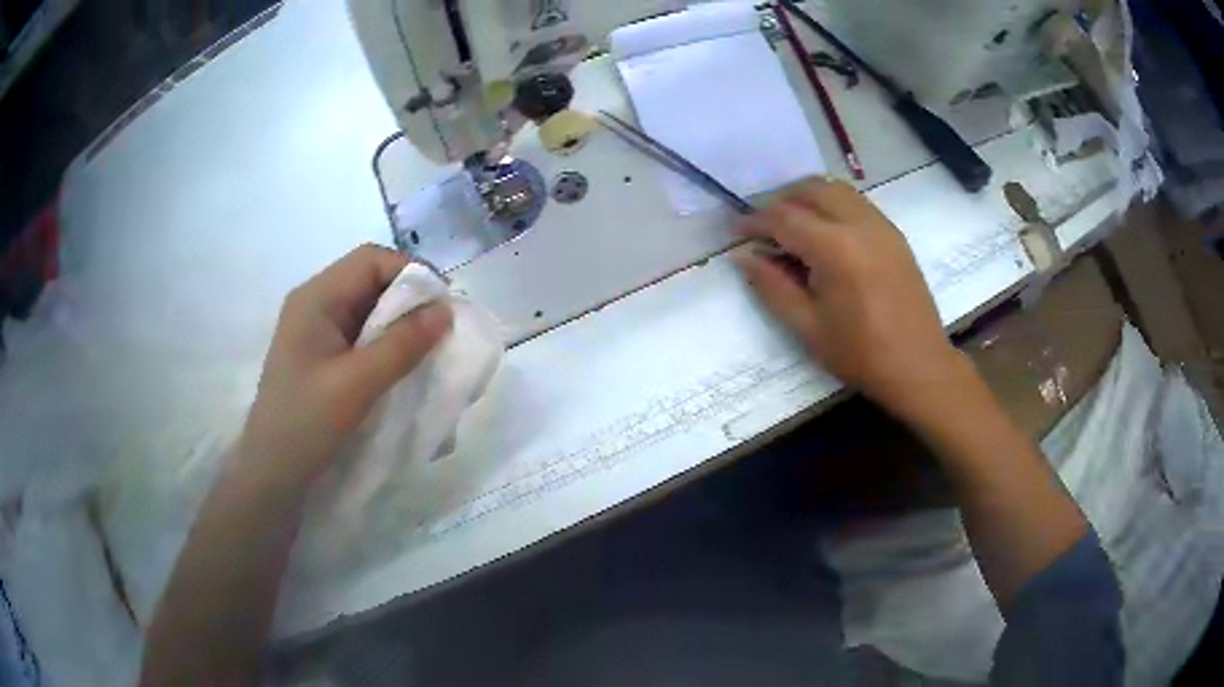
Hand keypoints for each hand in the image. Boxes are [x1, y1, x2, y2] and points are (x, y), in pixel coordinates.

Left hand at [238, 245, 452, 494]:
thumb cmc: (305, 424)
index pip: (371, 260)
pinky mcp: (322, 354)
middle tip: (440, 332)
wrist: (272, 474)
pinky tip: (402, 365)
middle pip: (370, 280)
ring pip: (369, 308)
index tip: (443, 307)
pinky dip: (387, 343)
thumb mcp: (356, 385)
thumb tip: (446, 311)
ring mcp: (317, 330)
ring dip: (400, 323)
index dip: (412, 274)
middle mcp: (315, 304)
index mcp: (316, 298)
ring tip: (427, 350)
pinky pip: (362, 334)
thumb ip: (401, 345)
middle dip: (409, 300)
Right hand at [736, 178, 962, 416]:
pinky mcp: (894, 234)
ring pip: (836, 189)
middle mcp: (859, 224)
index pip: (784, 218)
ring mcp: (881, 225)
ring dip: (808, 198)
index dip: (754, 221)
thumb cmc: (861, 354)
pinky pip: (857, 203)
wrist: (919, 366)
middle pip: (811, 189)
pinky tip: (826, 235)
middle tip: (764, 228)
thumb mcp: (808, 328)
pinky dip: (833, 206)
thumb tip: (742, 256)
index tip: (736, 232)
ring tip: (793, 228)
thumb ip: (772, 286)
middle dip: (781, 201)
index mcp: (835, 249)